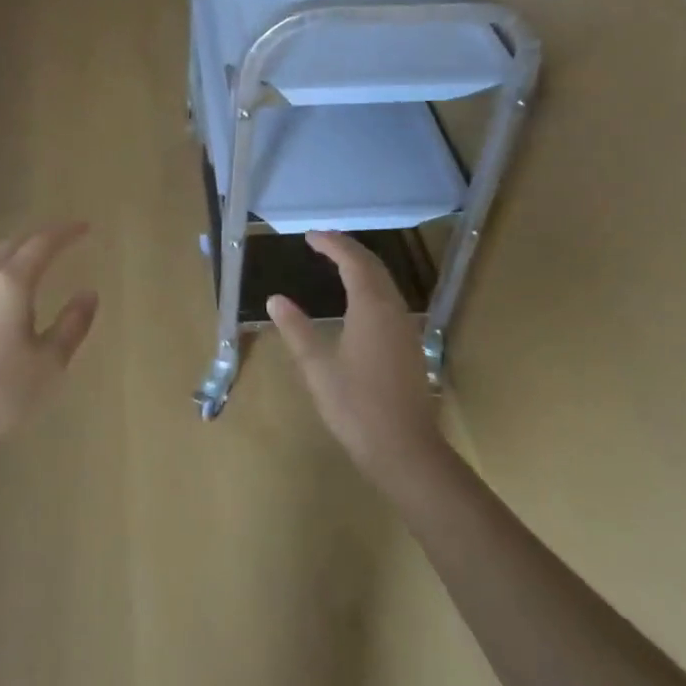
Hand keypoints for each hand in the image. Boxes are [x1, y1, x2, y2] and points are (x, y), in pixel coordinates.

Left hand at [0, 223, 99, 446]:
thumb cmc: (1, 392)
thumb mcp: (49, 362)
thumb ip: (72, 325)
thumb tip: (88, 294)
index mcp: (10, 285)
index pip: (41, 245)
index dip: (65, 233)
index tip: (84, 227)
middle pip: (10, 246)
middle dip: (36, 239)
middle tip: (59, 241)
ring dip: (13, 258)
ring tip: (31, 266)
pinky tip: (1, 300)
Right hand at [268, 231, 447, 484]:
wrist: (405, 449)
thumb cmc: (356, 406)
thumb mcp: (317, 368)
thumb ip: (296, 329)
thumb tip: (276, 299)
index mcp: (370, 307)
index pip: (352, 261)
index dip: (332, 244)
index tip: (310, 236)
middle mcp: (392, 309)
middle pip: (373, 266)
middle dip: (348, 249)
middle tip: (321, 242)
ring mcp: (405, 328)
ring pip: (385, 282)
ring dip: (361, 266)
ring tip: (336, 263)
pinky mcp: (409, 345)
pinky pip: (389, 299)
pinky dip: (370, 285)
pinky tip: (357, 300)